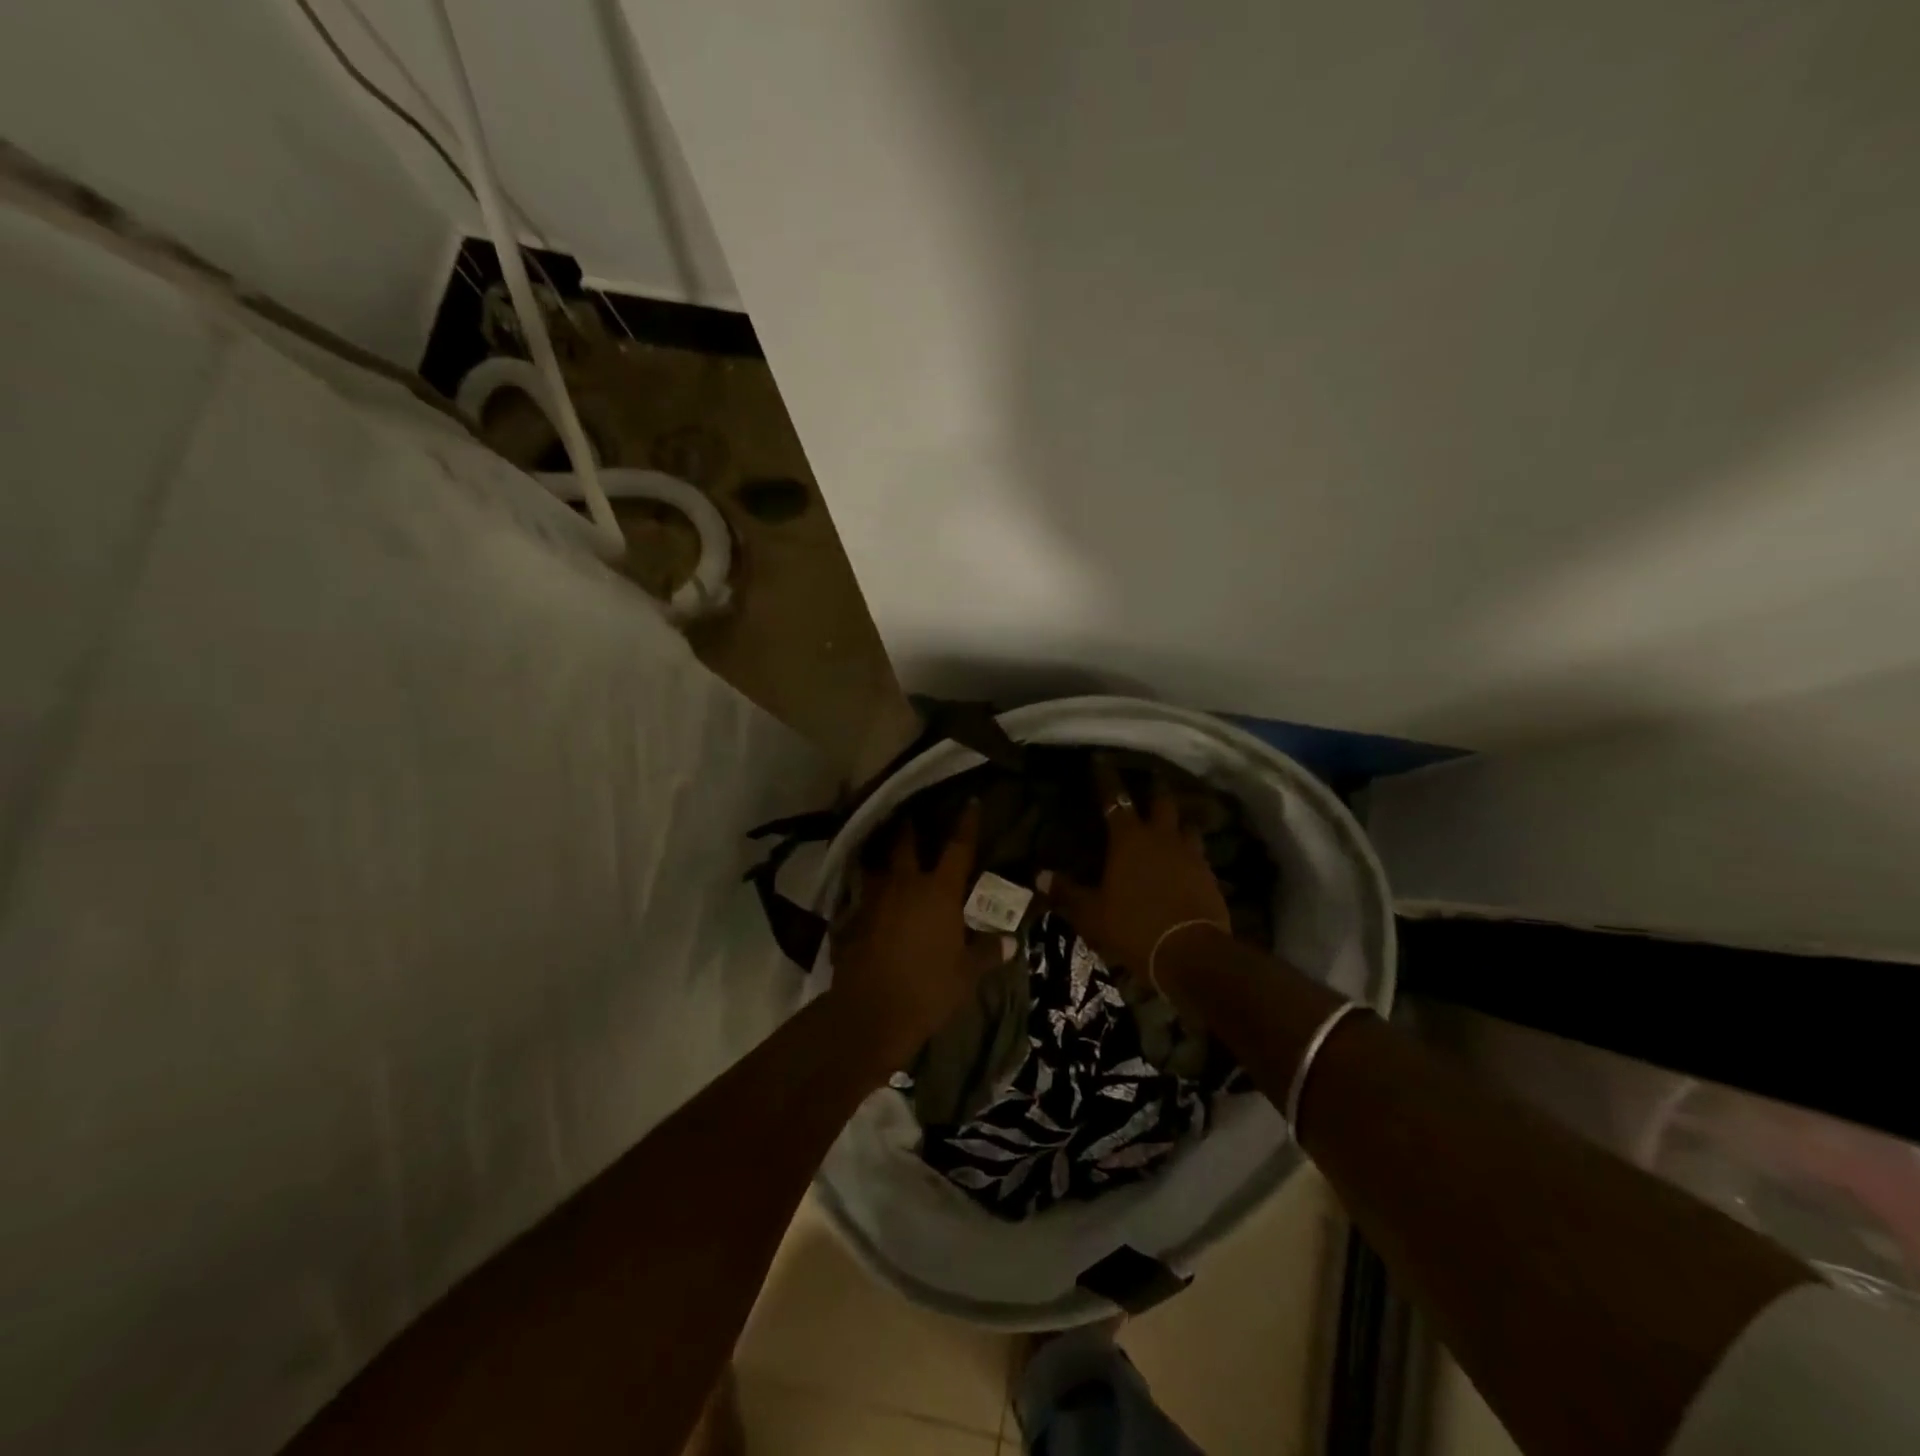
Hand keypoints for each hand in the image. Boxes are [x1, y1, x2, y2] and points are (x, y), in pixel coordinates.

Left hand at [829, 801, 1005, 1074]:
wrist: (870, 1013)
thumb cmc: (928, 989)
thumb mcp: (966, 974)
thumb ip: (988, 952)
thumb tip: (1012, 941)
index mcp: (939, 891)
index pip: (958, 848)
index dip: (966, 824)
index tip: (970, 801)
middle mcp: (904, 885)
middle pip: (905, 844)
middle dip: (909, 828)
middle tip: (911, 816)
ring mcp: (873, 899)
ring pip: (876, 866)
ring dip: (882, 859)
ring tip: (885, 856)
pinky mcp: (850, 919)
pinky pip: (860, 897)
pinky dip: (866, 894)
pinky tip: (869, 903)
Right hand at [1040, 762, 1231, 1003]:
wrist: (1191, 954)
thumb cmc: (1134, 927)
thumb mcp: (1091, 914)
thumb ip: (1066, 892)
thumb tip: (1039, 876)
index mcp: (1129, 839)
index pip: (1115, 799)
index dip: (1106, 778)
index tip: (1101, 760)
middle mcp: (1162, 838)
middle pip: (1162, 802)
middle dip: (1153, 790)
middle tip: (1148, 783)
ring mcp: (1191, 855)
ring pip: (1187, 826)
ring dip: (1177, 823)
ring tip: (1171, 825)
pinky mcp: (1210, 877)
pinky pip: (1199, 855)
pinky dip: (1191, 854)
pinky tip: (1186, 864)